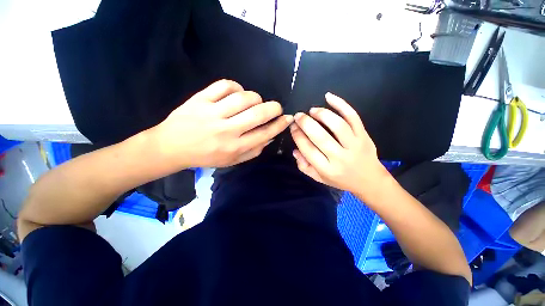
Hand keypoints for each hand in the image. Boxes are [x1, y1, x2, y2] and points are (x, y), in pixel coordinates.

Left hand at [154, 79, 292, 167]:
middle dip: (274, 108)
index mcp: (235, 148)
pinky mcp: (200, 100)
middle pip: (257, 114)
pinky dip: (236, 86)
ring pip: (243, 98)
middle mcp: (226, 131)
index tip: (287, 118)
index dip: (279, 125)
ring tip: (255, 102)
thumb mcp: (232, 161)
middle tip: (277, 107)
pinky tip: (237, 93)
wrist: (172, 147)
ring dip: (256, 98)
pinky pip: (224, 85)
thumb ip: (253, 151)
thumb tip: (270, 137)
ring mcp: (212, 113)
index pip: (264, 133)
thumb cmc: (206, 156)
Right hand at [290, 93, 389, 197]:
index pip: (308, 149)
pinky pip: (353, 117)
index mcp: (327, 169)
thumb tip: (295, 150)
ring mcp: (354, 145)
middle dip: (306, 123)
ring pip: (337, 125)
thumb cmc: (341, 180)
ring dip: (322, 114)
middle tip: (298, 116)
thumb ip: (304, 166)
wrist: (369, 180)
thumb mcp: (319, 178)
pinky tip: (328, 97)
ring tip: (312, 110)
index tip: (293, 127)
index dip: (298, 136)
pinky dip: (341, 104)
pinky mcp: (364, 135)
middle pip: (320, 136)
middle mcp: (340, 157)